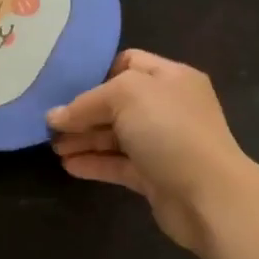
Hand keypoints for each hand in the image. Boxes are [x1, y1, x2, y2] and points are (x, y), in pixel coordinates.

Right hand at [47, 49, 258, 255]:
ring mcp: (163, 143)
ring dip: (84, 139)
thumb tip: (55, 117)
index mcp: (171, 78)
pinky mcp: (155, 176)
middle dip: (84, 112)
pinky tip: (69, 166)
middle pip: (118, 102)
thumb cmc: (170, 131)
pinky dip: (94, 163)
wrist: (208, 195)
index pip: (129, 63)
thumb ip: (87, 103)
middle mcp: (169, 107)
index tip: (66, 86)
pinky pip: (118, 164)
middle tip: (50, 123)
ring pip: (116, 136)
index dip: (98, 72)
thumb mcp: (126, 96)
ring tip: (53, 147)